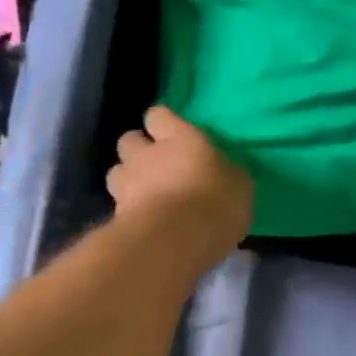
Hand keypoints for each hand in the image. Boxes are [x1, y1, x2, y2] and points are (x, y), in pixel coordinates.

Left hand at [107, 107, 253, 267]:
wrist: (173, 240)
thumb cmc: (215, 203)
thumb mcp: (240, 186)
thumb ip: (227, 173)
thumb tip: (226, 172)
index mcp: (181, 137)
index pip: (158, 115)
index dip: (163, 123)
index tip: (172, 135)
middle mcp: (148, 153)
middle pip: (129, 139)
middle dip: (138, 149)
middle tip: (156, 166)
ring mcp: (127, 183)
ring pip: (116, 171)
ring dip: (127, 179)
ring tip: (144, 194)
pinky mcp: (115, 213)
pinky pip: (117, 204)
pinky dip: (127, 210)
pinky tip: (143, 222)